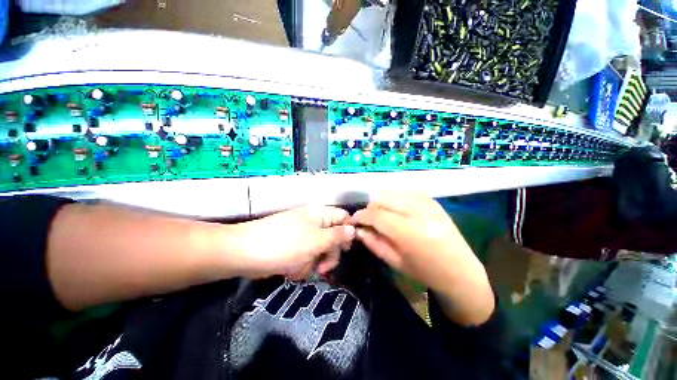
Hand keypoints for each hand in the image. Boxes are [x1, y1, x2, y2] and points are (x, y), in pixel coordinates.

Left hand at [232, 206, 354, 279]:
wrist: (245, 253)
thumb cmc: (286, 244)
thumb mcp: (317, 241)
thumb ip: (337, 236)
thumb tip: (354, 229)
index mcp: (320, 214)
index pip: (343, 217)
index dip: (348, 231)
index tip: (346, 248)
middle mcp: (313, 222)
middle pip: (333, 237)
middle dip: (329, 254)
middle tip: (323, 267)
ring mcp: (302, 235)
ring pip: (320, 250)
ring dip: (314, 262)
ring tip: (301, 269)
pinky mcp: (293, 246)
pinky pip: (306, 256)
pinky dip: (301, 265)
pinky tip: (291, 269)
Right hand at [351, 191, 493, 325]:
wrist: (460, 270)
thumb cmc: (425, 271)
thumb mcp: (394, 262)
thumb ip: (373, 242)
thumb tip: (357, 229)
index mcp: (408, 232)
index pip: (375, 214)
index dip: (360, 215)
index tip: (354, 220)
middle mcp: (417, 212)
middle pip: (382, 199)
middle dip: (370, 208)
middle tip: (367, 219)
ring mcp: (426, 203)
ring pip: (392, 192)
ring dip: (381, 202)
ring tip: (381, 214)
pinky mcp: (432, 200)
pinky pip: (405, 192)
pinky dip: (395, 198)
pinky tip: (396, 209)